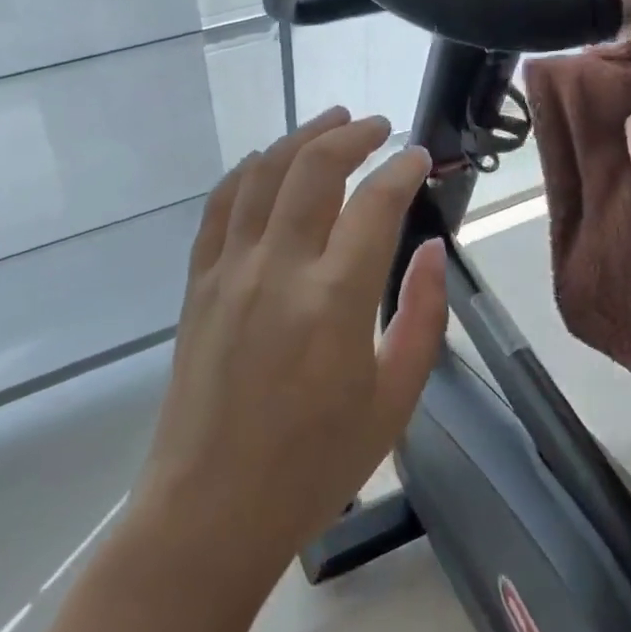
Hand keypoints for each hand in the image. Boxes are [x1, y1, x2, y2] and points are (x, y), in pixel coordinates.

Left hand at [135, 108, 446, 579]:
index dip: (402, 169)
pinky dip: (247, 172)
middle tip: (377, 126)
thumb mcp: (393, 401)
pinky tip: (265, 161)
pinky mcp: (199, 282)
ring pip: (264, 174)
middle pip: (314, 168)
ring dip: (300, 138)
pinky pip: (221, 206)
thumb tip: (432, 250)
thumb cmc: (313, 466)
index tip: (419, 155)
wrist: (210, 510)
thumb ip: (421, 317)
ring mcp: (230, 270)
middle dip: (351, 135)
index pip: (375, 204)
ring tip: (329, 121)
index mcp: (334, 300)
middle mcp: (278, 268)